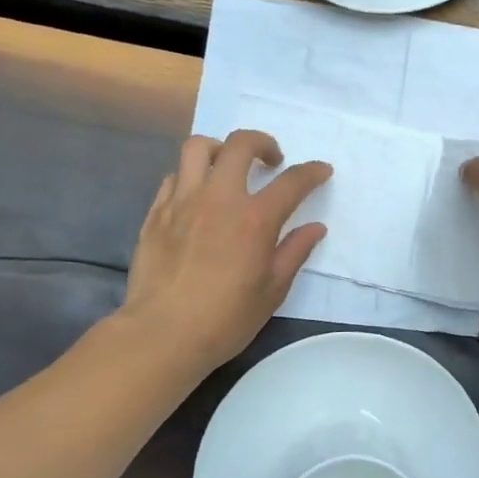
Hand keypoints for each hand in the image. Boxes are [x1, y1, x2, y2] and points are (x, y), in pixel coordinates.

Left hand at [121, 130, 331, 370]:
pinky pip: (174, 177)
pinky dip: (191, 177)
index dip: (313, 172)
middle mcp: (219, 198)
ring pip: (198, 148)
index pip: (292, 181)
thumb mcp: (272, 290)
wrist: (162, 334)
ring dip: (220, 150)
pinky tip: (197, 197)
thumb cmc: (225, 318)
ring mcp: (182, 202)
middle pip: (240, 144)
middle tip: (271, 161)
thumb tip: (315, 228)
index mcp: (254, 218)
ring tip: (228, 167)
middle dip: (263, 143)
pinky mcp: (156, 213)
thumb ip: (295, 252)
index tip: (322, 171)